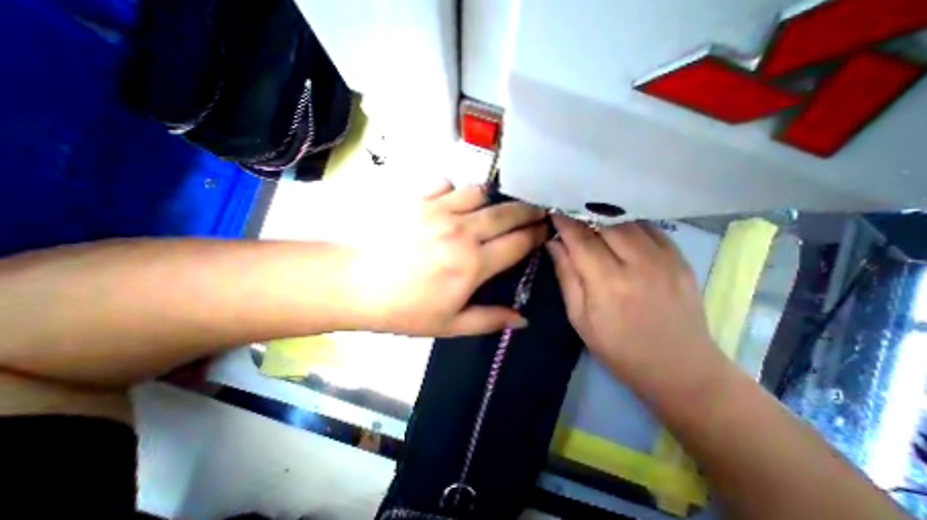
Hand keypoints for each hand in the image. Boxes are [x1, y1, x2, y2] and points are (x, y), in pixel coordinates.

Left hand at [339, 179, 545, 336]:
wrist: (353, 283)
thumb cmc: (402, 309)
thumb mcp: (449, 325)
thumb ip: (489, 320)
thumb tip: (522, 320)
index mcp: (473, 264)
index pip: (518, 243)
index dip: (536, 234)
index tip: (545, 230)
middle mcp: (463, 231)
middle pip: (507, 212)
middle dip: (527, 210)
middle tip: (534, 211)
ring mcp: (439, 210)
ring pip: (478, 191)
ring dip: (489, 200)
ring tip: (486, 209)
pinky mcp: (416, 198)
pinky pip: (445, 182)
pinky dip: (452, 190)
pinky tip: (447, 202)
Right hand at [545, 214, 718, 392]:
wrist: (680, 368)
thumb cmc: (618, 348)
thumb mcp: (579, 317)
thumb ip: (566, 276)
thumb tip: (554, 244)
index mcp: (608, 283)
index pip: (581, 239)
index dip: (564, 221)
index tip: (553, 210)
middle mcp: (638, 264)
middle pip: (606, 222)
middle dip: (583, 214)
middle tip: (569, 212)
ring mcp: (665, 259)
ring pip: (629, 220)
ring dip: (605, 216)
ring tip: (590, 217)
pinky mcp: (681, 259)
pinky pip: (650, 228)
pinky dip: (629, 222)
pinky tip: (618, 227)